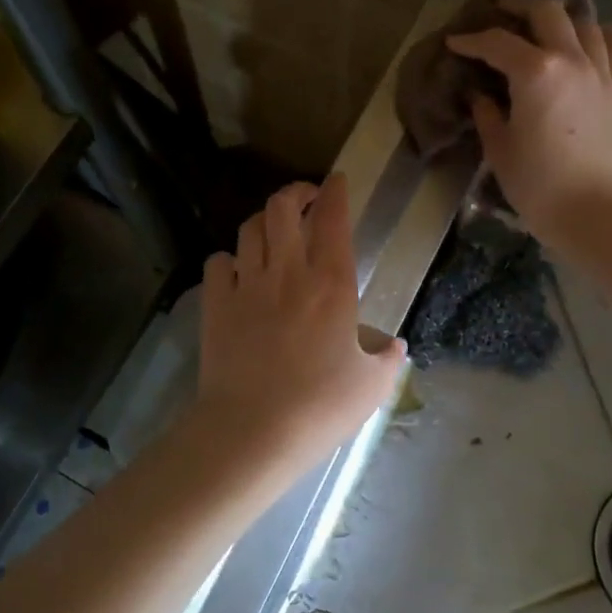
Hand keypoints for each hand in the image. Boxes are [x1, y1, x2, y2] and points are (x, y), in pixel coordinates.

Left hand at [192, 173, 405, 482]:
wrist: (253, 430)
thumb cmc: (320, 407)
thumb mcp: (371, 386)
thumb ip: (388, 359)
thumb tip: (396, 346)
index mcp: (332, 284)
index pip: (334, 219)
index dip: (336, 193)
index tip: (337, 182)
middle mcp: (289, 272)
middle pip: (283, 207)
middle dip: (295, 192)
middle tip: (305, 198)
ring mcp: (247, 285)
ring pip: (250, 228)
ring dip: (263, 221)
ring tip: (273, 231)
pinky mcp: (216, 304)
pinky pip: (218, 262)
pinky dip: (229, 260)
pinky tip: (237, 272)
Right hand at [446, 0, 611, 245]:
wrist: (596, 212)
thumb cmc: (538, 185)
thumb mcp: (500, 149)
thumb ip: (488, 114)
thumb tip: (481, 95)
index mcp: (535, 72)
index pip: (497, 43)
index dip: (471, 40)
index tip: (454, 43)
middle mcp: (571, 59)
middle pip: (546, 12)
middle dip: (519, 8)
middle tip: (499, 18)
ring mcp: (601, 71)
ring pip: (584, 21)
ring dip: (559, 19)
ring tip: (541, 29)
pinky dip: (598, 35)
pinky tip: (584, 43)